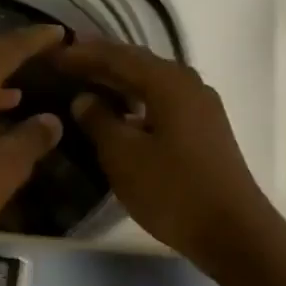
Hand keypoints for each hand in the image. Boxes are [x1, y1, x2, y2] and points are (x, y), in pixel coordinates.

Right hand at [51, 41, 275, 266]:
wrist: (231, 231)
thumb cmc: (172, 190)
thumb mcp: (124, 156)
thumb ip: (99, 121)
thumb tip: (84, 98)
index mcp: (168, 82)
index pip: (118, 56)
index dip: (83, 54)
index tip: (53, 55)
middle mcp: (188, 85)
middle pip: (138, 64)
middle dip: (102, 62)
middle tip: (67, 61)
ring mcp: (201, 108)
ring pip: (152, 84)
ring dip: (120, 82)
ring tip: (89, 83)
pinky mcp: (205, 131)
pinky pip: (163, 103)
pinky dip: (137, 102)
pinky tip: (122, 114)